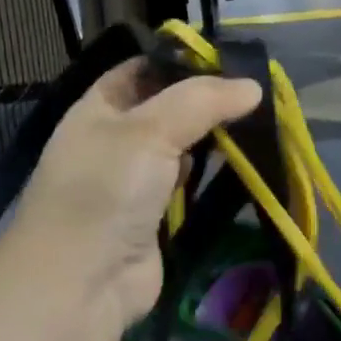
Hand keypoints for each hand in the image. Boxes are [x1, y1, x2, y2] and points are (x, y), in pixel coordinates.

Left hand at [6, 58, 262, 332]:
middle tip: (256, 92)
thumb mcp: (149, 129)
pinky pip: (186, 185)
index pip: (142, 69)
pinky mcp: (153, 216)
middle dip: (205, 102)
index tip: (229, 60)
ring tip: (258, 122)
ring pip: (179, 147)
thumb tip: (253, 87)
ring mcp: (133, 180)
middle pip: (165, 108)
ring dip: (211, 139)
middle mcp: (114, 139)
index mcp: (99, 107)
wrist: (81, 281)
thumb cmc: (106, 189)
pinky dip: (209, 175)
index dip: (181, 62)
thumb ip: (201, 101)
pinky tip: (240, 163)